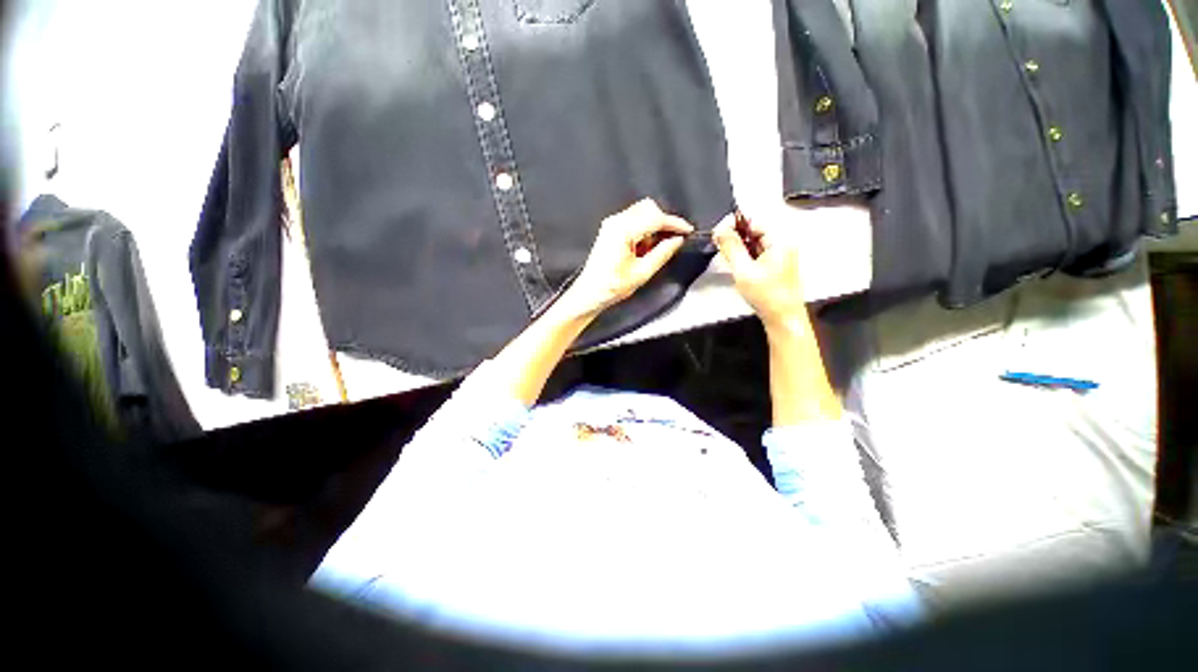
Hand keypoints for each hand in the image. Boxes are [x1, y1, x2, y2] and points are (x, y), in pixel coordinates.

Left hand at [564, 199, 693, 315]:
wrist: (590, 292)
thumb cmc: (612, 286)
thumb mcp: (642, 273)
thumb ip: (662, 253)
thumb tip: (677, 240)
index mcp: (622, 231)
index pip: (655, 218)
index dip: (674, 223)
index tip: (688, 230)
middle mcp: (615, 222)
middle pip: (648, 208)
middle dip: (663, 223)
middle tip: (670, 241)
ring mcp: (611, 224)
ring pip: (641, 212)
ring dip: (652, 227)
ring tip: (652, 250)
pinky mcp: (610, 229)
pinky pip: (633, 220)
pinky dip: (643, 230)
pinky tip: (642, 249)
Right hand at [713, 212, 806, 333]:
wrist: (782, 317)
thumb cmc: (767, 295)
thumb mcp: (744, 270)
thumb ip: (731, 247)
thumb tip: (720, 229)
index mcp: (780, 239)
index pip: (754, 219)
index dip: (735, 222)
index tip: (718, 231)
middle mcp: (783, 242)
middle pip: (755, 228)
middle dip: (735, 233)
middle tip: (718, 241)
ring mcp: (780, 253)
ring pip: (755, 240)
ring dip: (739, 243)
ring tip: (724, 251)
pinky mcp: (775, 264)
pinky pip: (757, 251)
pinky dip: (745, 253)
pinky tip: (735, 260)